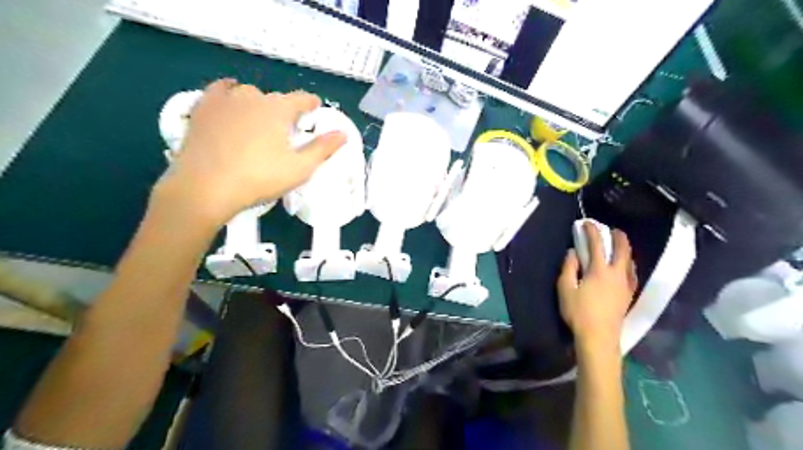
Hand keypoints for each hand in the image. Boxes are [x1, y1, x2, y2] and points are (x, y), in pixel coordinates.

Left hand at [154, 78, 344, 226]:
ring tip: (259, 122)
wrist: (205, 187)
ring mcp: (224, 100)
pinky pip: (219, 91)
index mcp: (278, 109)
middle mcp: (252, 97)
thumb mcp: (299, 168)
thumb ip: (323, 149)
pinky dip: (229, 94)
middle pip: (275, 99)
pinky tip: (231, 103)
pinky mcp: (202, 109)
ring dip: (258, 105)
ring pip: (248, 94)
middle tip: (285, 132)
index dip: (311, 104)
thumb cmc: (259, 178)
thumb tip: (342, 134)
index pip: (302, 99)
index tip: (315, 110)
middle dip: (284, 111)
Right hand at [556, 222, 636, 353]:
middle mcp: (616, 274)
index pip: (597, 245)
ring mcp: (625, 285)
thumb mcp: (565, 288)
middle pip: (622, 250)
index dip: (592, 231)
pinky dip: (629, 264)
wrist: (598, 337)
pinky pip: (632, 274)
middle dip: (618, 237)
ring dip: (625, 250)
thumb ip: (568, 268)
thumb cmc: (578, 312)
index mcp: (599, 270)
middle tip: (612, 230)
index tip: (587, 223)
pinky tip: (626, 267)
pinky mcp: (628, 295)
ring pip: (630, 261)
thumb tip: (572, 252)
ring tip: (619, 246)